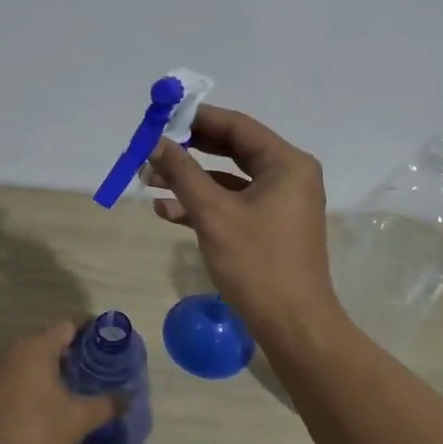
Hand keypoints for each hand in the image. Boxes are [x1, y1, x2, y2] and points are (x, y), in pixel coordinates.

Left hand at [0, 322, 120, 443]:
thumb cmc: (35, 434)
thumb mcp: (78, 420)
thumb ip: (105, 405)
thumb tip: (127, 398)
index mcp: (35, 348)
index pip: (68, 326)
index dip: (91, 332)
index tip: (109, 343)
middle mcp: (11, 352)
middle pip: (48, 341)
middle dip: (72, 352)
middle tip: (96, 369)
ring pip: (30, 360)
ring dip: (51, 369)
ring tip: (75, 388)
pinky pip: (15, 378)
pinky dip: (33, 383)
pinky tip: (47, 405)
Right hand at [144, 106, 343, 343]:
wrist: (293, 324)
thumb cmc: (257, 263)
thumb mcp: (214, 214)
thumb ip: (183, 173)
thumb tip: (155, 142)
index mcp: (286, 163)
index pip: (236, 126)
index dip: (196, 119)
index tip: (160, 118)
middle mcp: (288, 175)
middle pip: (233, 150)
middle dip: (189, 151)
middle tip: (152, 148)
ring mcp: (281, 203)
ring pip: (229, 179)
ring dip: (190, 180)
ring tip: (148, 182)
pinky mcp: (270, 227)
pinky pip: (234, 204)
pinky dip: (204, 205)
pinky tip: (167, 211)